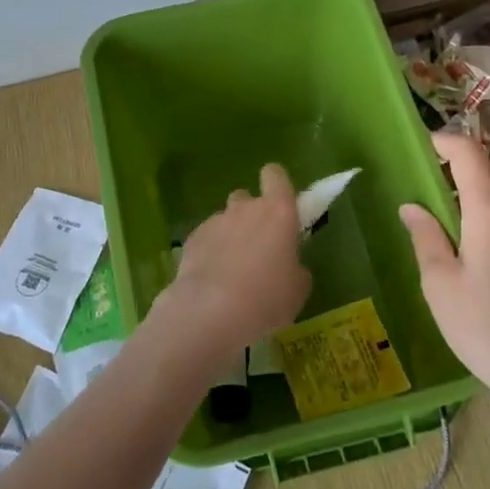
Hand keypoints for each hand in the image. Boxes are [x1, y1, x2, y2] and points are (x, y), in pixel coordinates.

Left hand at [155, 164, 310, 361]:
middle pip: (247, 198)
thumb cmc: (267, 298)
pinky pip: (206, 238)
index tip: (280, 204)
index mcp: (278, 212)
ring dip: (230, 235)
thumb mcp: (297, 289)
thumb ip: (295, 267)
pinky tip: (211, 279)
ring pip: (225, 219)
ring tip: (231, 270)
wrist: (211, 312)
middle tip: (257, 248)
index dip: (276, 184)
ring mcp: (215, 221)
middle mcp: (245, 208)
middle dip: (251, 216)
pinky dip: (210, 251)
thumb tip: (287, 266)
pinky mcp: (192, 239)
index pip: (275, 175)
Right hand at [399, 133, 489, 406]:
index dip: (444, 141)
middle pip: (487, 172)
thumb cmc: (484, 327)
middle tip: (420, 184)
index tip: (420, 147)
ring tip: (440, 220)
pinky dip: (487, 218)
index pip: (469, 154)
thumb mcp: (440, 284)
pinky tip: (470, 250)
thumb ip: (425, 237)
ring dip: (470, 196)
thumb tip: (412, 207)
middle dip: (454, 169)